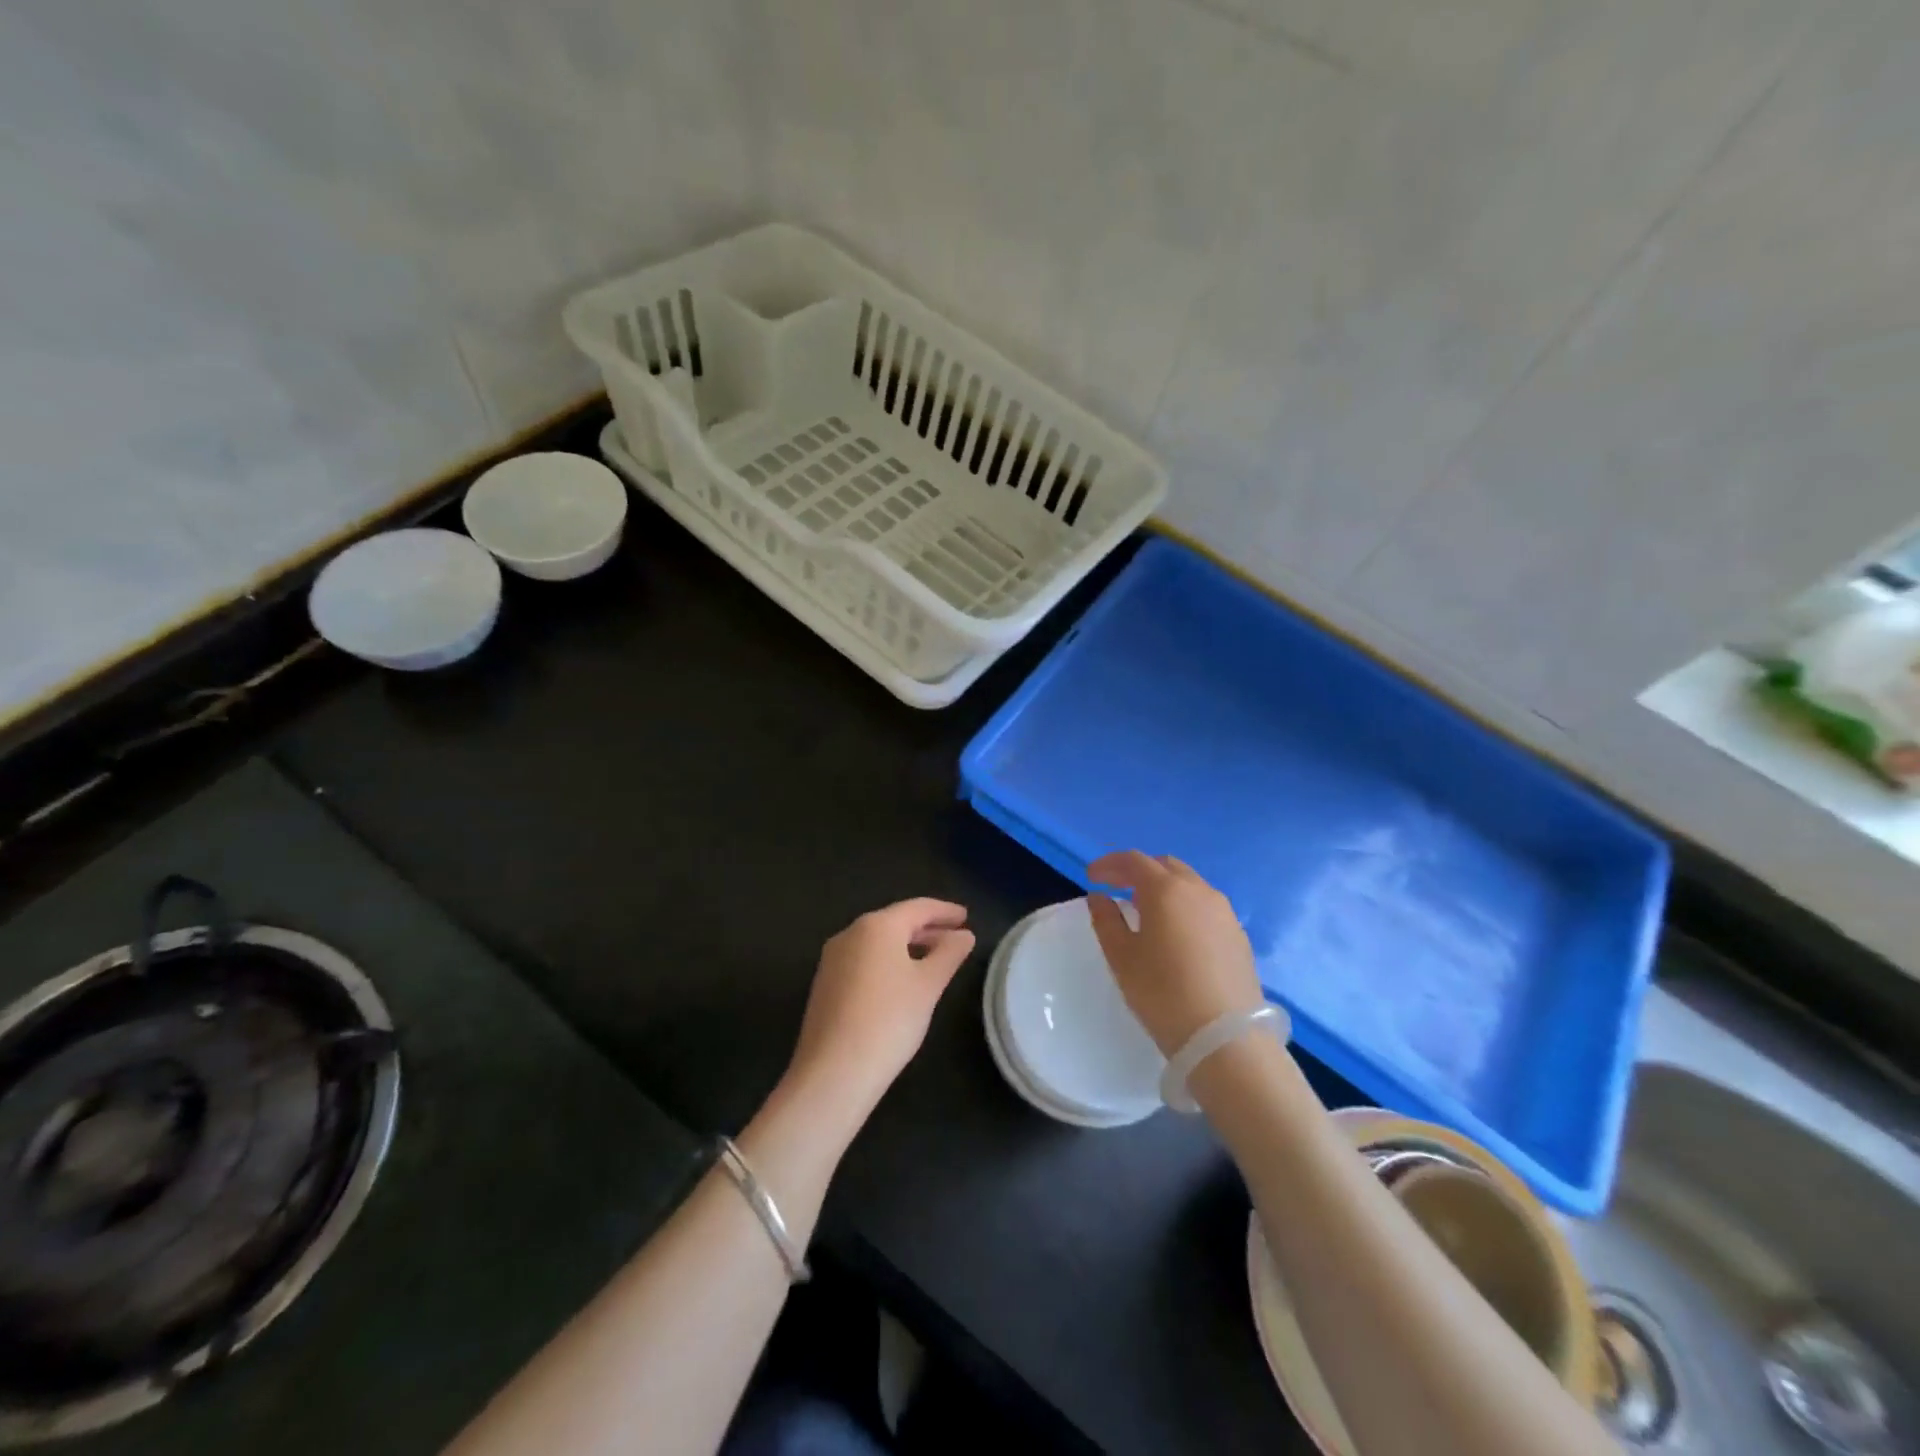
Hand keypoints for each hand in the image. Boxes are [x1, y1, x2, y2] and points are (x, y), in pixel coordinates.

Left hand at [786, 898, 975, 1121]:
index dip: (944, 911)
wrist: (834, 1071)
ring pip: (878, 942)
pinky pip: (864, 961)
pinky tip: (902, 981)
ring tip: (933, 958)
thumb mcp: (929, 985)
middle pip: (895, 922)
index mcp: (876, 926)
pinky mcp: (825, 984)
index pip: (918, 908)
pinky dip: (888, 961)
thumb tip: (964, 935)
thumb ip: (949, 954)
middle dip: (927, 928)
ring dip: (907, 946)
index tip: (965, 916)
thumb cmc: (889, 1020)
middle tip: (955, 936)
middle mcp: (850, 934)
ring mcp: (833, 959)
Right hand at [1087, 852, 1263, 1055]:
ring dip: (1164, 888)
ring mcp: (1224, 912)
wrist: (1225, 1038)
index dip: (1109, 864)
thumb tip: (1099, 897)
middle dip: (1139, 871)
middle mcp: (1199, 891)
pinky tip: (1176, 933)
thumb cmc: (1162, 993)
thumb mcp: (1122, 957)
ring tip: (1146, 911)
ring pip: (1189, 884)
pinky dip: (1185, 907)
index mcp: (1167, 890)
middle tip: (1118, 888)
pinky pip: (1206, 907)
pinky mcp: (1239, 935)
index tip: (1091, 876)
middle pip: (1165, 866)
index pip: (1134, 861)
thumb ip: (1106, 920)